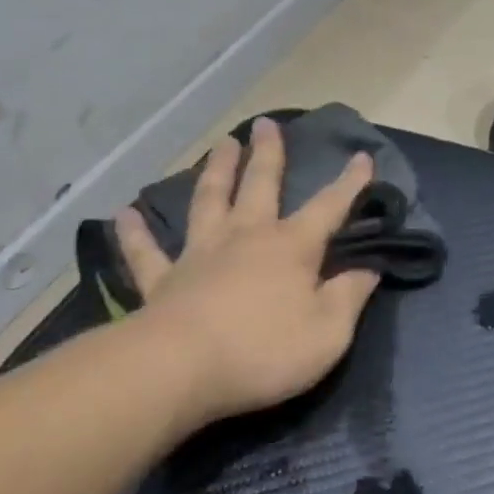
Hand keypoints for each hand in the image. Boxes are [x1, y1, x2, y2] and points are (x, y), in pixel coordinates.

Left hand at [114, 118, 381, 424]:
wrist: (182, 368)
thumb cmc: (263, 351)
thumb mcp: (328, 333)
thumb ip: (350, 297)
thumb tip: (369, 268)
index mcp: (290, 248)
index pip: (328, 208)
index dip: (349, 184)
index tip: (362, 156)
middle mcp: (245, 238)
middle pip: (260, 186)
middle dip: (267, 154)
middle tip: (266, 124)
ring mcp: (200, 255)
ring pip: (209, 201)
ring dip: (216, 171)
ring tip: (221, 144)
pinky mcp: (164, 281)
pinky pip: (147, 253)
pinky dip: (136, 234)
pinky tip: (124, 215)